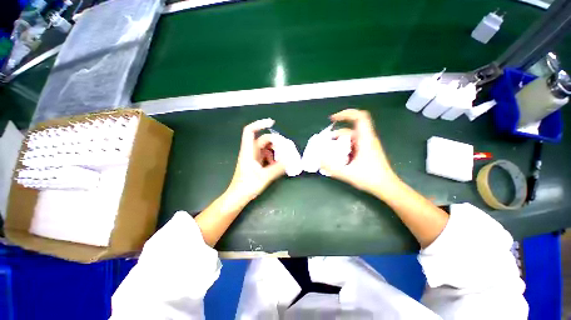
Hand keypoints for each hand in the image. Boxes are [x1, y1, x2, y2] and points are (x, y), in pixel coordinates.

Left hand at [225, 119, 285, 204]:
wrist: (238, 197)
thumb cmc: (247, 186)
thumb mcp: (264, 176)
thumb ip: (278, 168)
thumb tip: (290, 160)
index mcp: (248, 151)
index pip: (250, 131)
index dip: (259, 124)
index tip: (272, 123)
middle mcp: (250, 152)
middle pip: (262, 140)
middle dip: (274, 142)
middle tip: (285, 147)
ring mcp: (253, 158)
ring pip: (265, 148)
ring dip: (275, 151)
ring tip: (282, 158)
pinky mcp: (256, 163)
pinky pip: (266, 155)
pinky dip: (273, 157)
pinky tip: (277, 164)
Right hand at [321, 109, 401, 198]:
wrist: (387, 187)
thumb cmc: (370, 179)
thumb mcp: (348, 174)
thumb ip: (331, 168)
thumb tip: (318, 160)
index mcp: (366, 139)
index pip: (359, 117)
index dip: (346, 114)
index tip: (333, 119)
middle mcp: (367, 139)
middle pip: (351, 129)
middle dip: (337, 133)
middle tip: (325, 142)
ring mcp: (367, 145)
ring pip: (351, 137)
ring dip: (339, 142)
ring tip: (329, 151)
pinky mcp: (366, 150)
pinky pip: (353, 144)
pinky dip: (344, 147)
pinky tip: (338, 157)